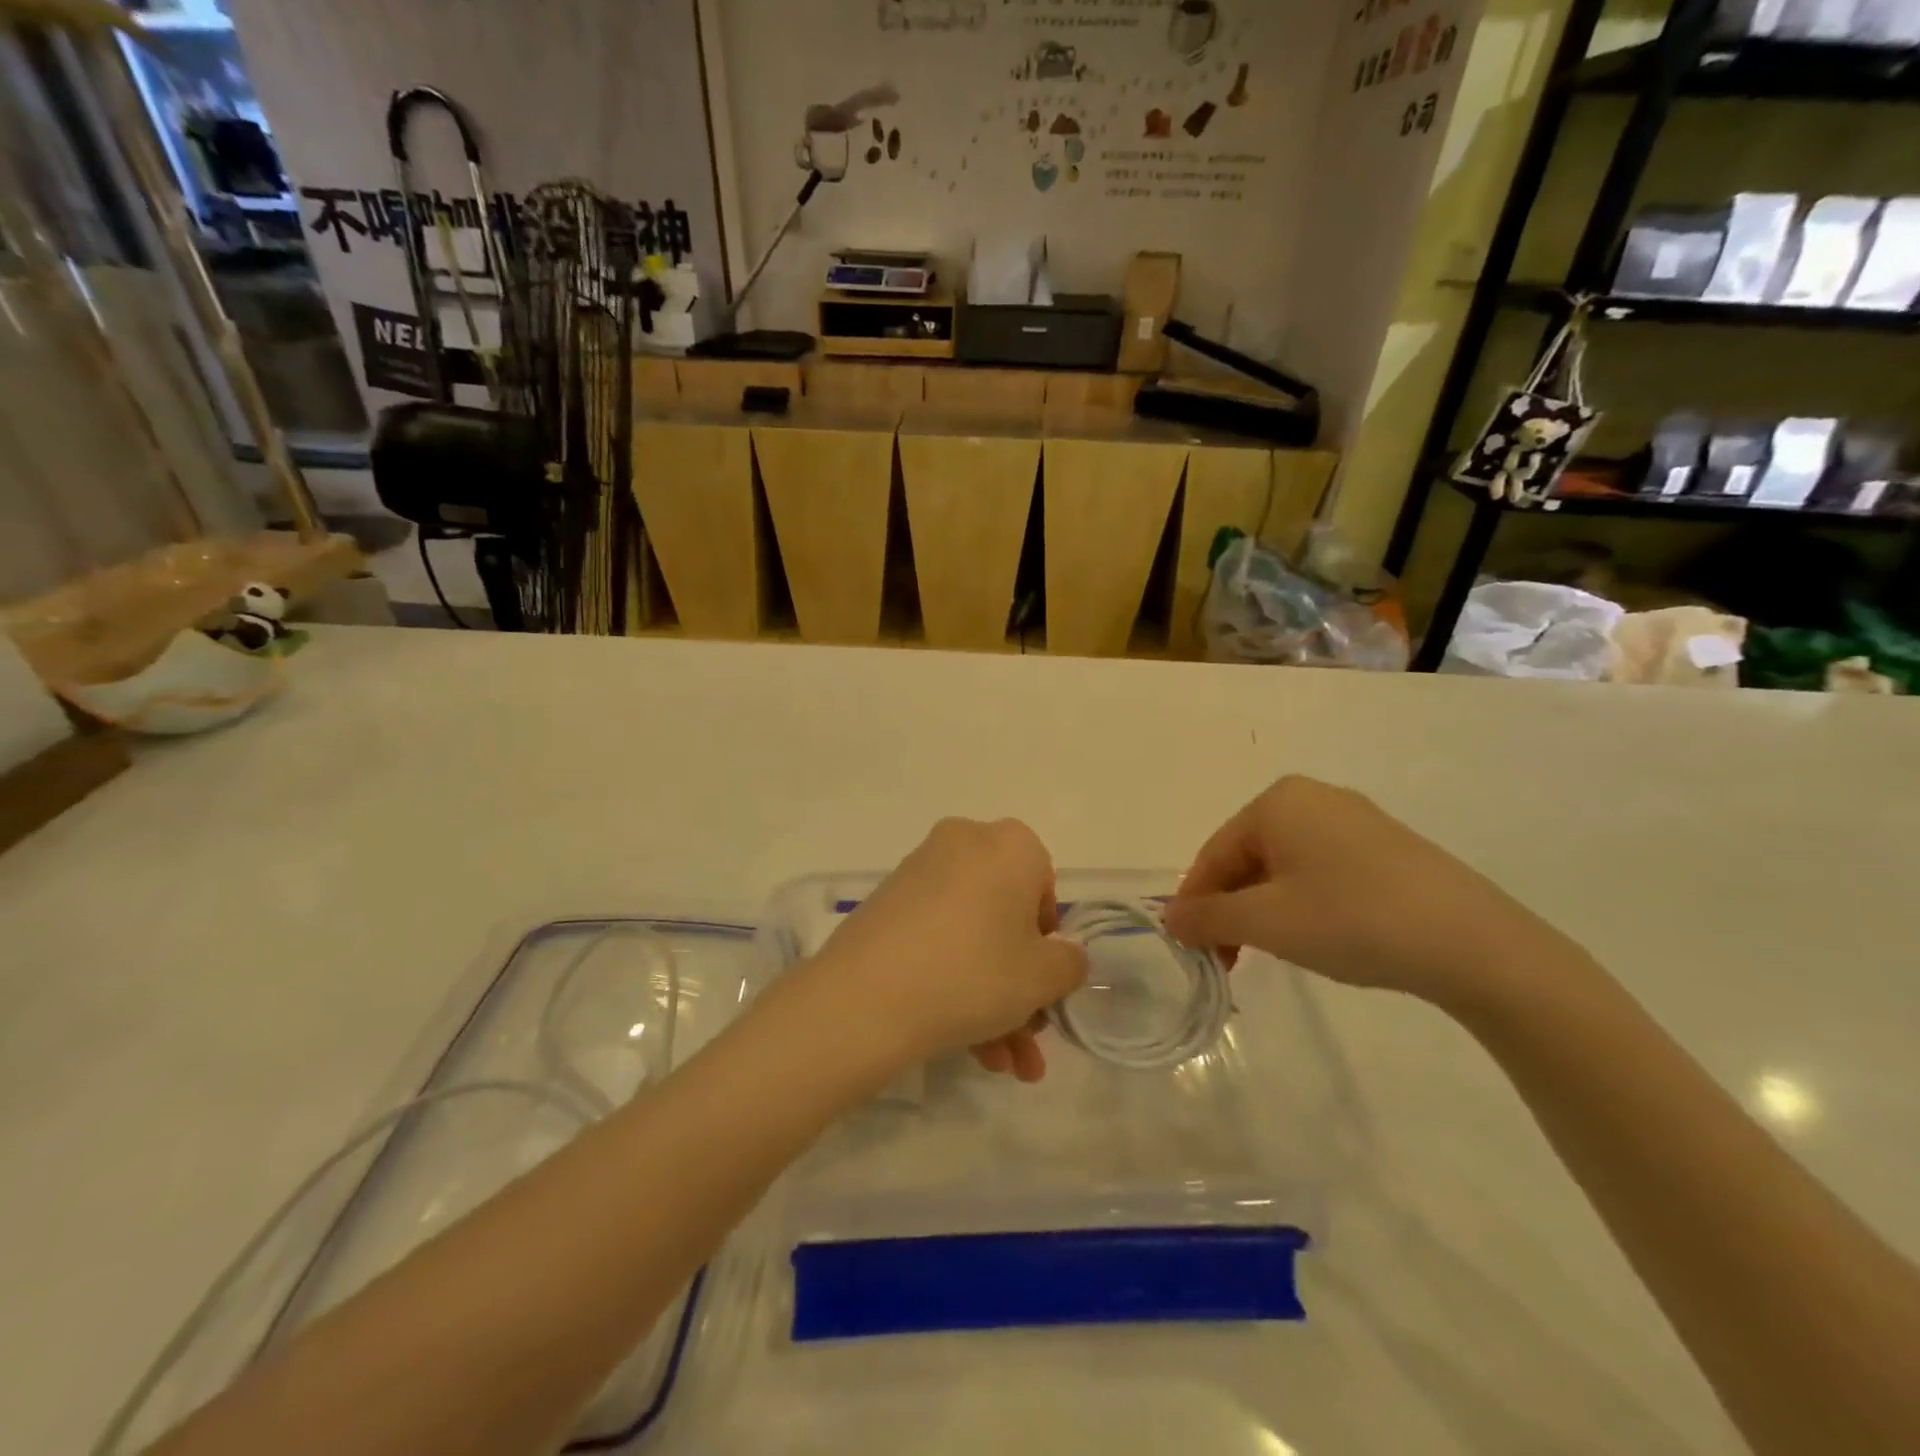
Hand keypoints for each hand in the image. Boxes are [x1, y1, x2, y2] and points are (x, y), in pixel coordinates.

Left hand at [811, 818, 1089, 1081]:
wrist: (866, 998)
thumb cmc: (975, 972)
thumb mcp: (1043, 977)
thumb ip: (1069, 963)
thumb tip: (1062, 956)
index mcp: (1009, 844)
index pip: (1045, 886)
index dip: (1049, 940)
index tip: (1043, 982)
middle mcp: (963, 845)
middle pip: (1005, 918)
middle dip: (1021, 986)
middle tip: (1026, 1038)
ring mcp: (919, 874)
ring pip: (972, 937)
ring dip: (992, 1002)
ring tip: (999, 1065)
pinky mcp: (886, 906)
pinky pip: (937, 939)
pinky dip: (954, 984)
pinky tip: (966, 1048)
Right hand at [1163, 777, 1566, 1007]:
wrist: (1475, 944)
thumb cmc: (1353, 920)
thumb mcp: (1267, 923)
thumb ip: (1207, 917)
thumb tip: (1169, 918)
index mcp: (1278, 801)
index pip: (1214, 854)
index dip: (1195, 903)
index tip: (1190, 949)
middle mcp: (1312, 797)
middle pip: (1247, 857)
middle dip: (1232, 908)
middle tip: (1228, 959)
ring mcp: (1355, 820)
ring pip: (1284, 865)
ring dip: (1264, 909)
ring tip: (1270, 952)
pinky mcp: (1387, 847)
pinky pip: (1322, 869)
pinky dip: (1303, 903)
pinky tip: (1317, 936)